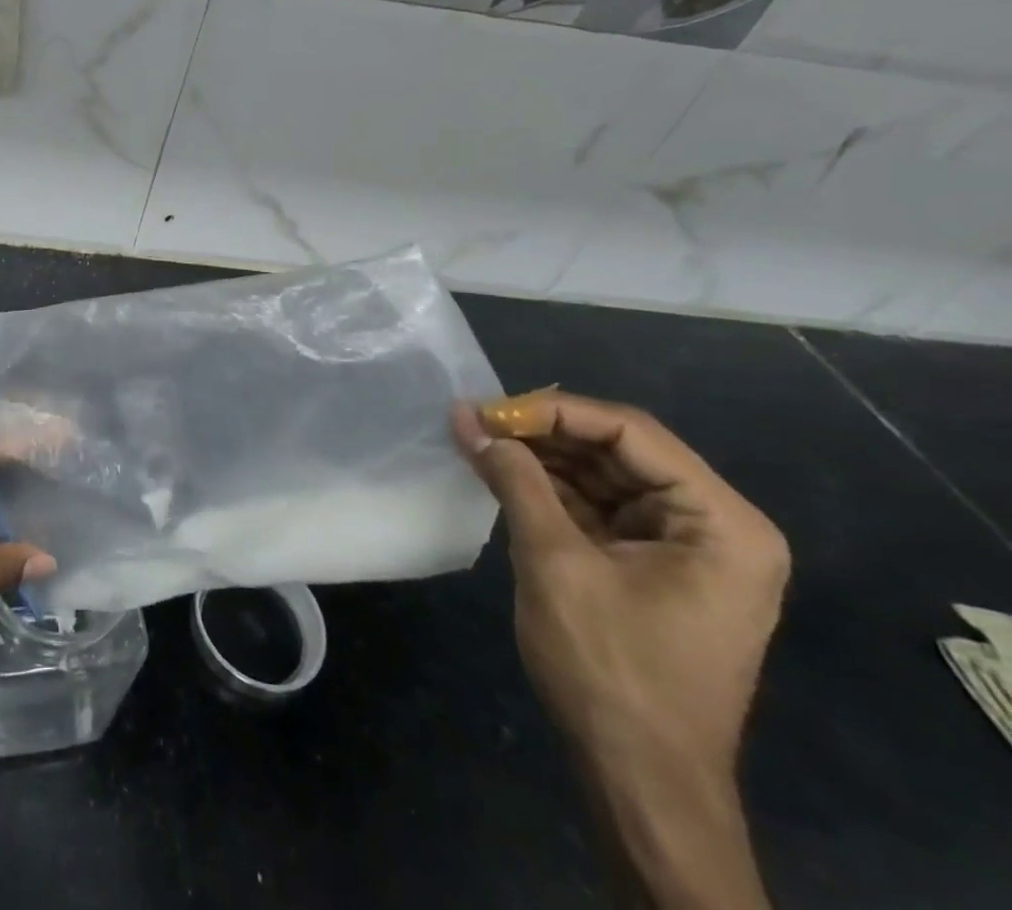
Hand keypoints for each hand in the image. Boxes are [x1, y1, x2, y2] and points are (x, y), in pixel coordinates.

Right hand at [455, 392, 788, 775]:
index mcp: (721, 523)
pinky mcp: (651, 566)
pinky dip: (548, 489)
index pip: (630, 434)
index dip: (553, 412)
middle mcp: (714, 526)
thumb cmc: (610, 668)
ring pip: (602, 475)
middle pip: (618, 450)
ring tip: (475, 439)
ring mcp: (684, 548)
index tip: (486, 410)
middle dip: (541, 433)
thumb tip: (467, 417)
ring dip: (539, 458)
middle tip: (472, 421)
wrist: (640, 779)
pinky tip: (499, 473)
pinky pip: (597, 508)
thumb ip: (516, 480)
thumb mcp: (556, 562)